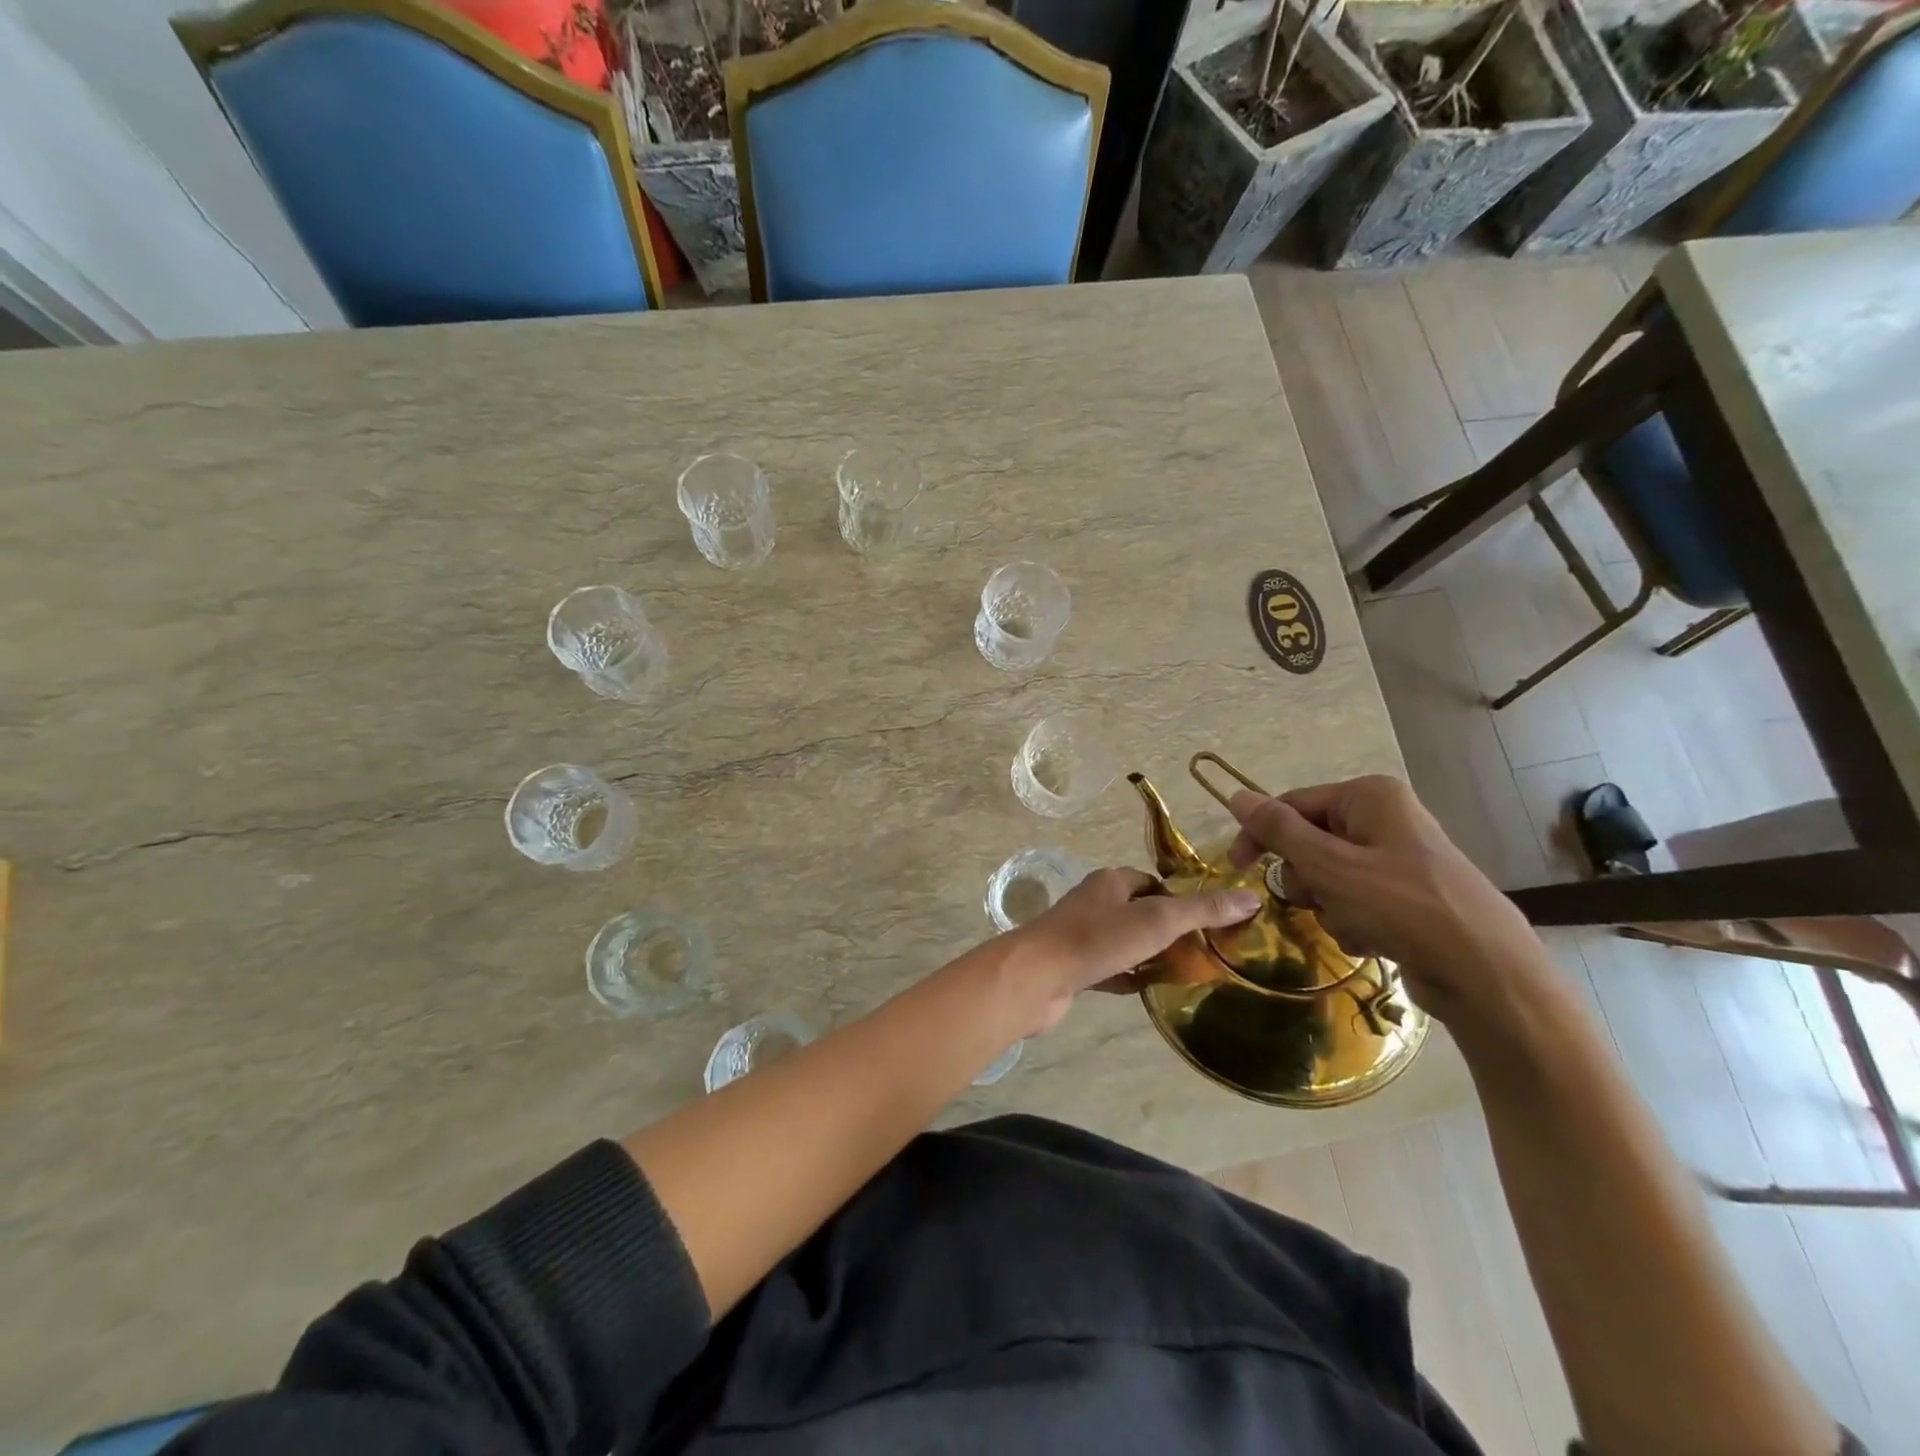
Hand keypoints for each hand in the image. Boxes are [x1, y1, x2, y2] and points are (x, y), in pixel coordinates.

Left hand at [1003, 868, 1262, 1034]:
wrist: (1037, 977)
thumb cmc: (1098, 939)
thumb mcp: (1158, 920)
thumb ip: (1202, 910)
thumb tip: (1250, 897)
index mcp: (1112, 882)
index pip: (1155, 883)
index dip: (1183, 899)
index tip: (1212, 923)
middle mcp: (1095, 903)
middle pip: (1141, 912)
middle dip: (1170, 930)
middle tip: (1207, 954)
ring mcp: (1082, 936)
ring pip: (1127, 943)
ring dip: (1151, 955)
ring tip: (1187, 974)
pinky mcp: (1074, 967)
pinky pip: (1111, 969)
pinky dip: (1130, 977)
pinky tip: (1150, 991)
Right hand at [1226, 775, 1548, 1021]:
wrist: (1486, 973)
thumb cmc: (1402, 907)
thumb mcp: (1329, 865)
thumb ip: (1278, 829)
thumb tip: (1235, 794)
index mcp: (1369, 797)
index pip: (1292, 805)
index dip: (1260, 835)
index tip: (1237, 867)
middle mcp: (1384, 818)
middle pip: (1309, 842)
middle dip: (1307, 878)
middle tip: (1322, 899)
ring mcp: (1397, 858)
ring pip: (1328, 876)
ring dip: (1328, 904)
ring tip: (1354, 924)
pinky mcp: (1405, 895)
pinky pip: (1354, 899)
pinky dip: (1351, 919)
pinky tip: (1371, 939)